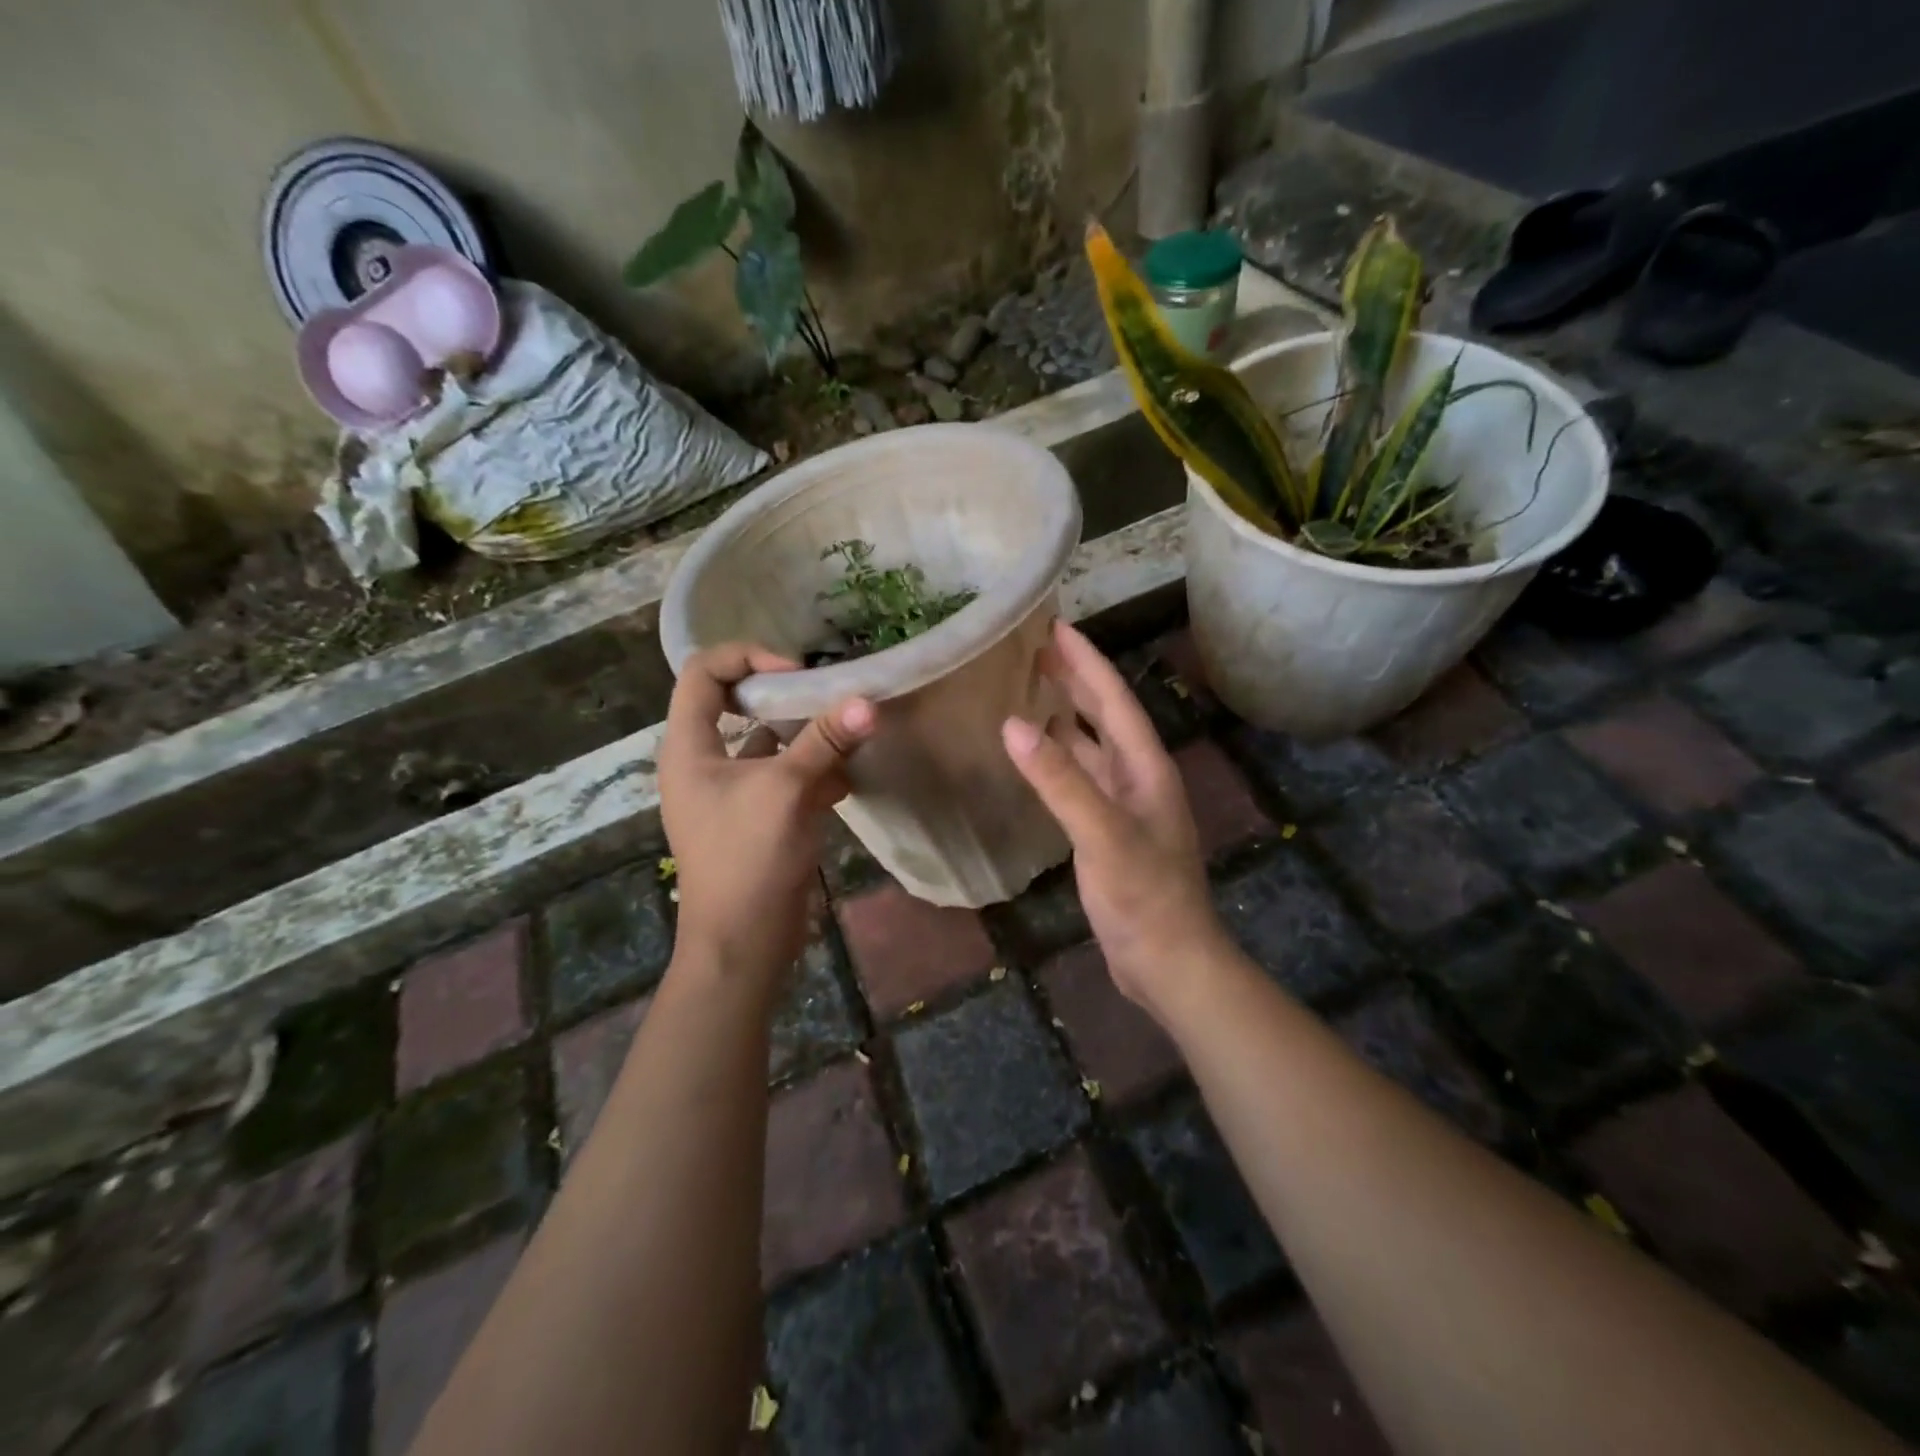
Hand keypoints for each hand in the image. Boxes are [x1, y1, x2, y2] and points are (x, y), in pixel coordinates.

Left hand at [660, 644, 875, 978]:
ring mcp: (732, 791)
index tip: (794, 673)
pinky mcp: (758, 817)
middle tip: (826, 694)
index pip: (703, 673)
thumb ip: (825, 741)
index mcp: (689, 747)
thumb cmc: (748, 857)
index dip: (747, 658)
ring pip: (768, 743)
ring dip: (806, 735)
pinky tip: (847, 778)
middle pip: (738, 704)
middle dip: (785, 696)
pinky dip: (815, 772)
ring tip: (847, 730)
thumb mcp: (787, 790)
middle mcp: (705, 762)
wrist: (744, 941)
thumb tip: (868, 701)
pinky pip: (785, 777)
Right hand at [1001, 621, 1224, 1023]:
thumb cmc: (1144, 896)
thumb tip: (1013, 725)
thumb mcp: (1102, 834)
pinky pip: (1081, 779)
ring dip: (1066, 717)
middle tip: (1038, 650)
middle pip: (1106, 715)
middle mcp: (1139, 777)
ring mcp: (1124, 805)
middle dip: (1076, 680)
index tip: (1056, 628)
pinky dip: (1059, 759)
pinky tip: (1037, 757)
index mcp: (1146, 767)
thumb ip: (1060, 781)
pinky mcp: (1108, 832)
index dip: (1086, 662)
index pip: (1114, 700)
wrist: (1168, 961)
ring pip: (1092, 747)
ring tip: (1031, 692)